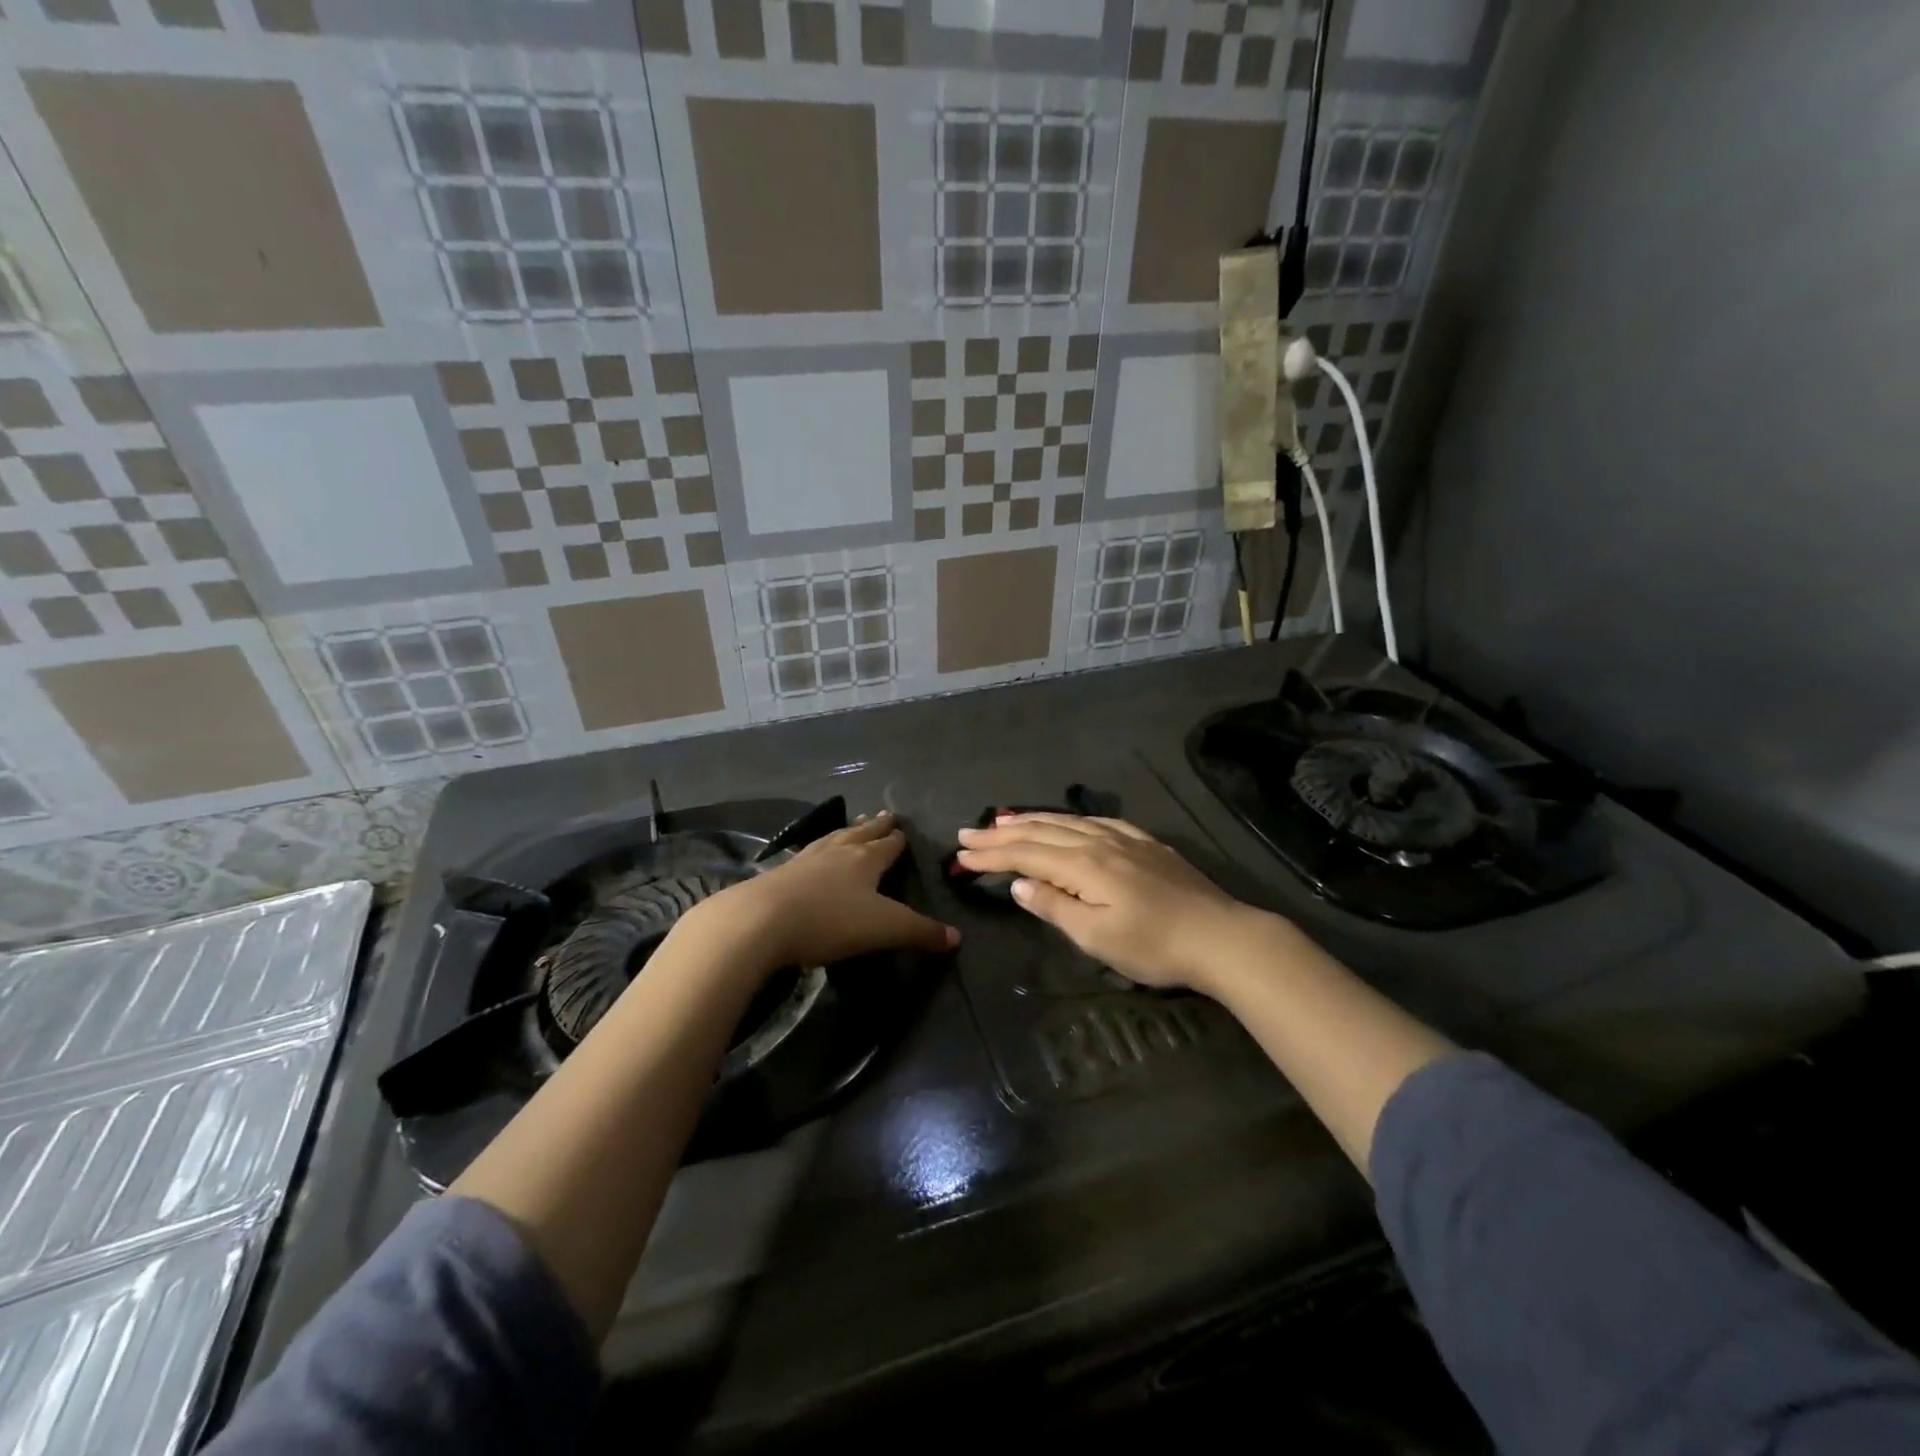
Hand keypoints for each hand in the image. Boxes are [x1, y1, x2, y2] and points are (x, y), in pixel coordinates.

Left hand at [693, 811, 958, 974]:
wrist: (761, 920)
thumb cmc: (831, 921)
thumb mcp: (885, 929)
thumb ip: (921, 932)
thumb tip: (956, 937)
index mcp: (866, 860)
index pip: (887, 845)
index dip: (897, 839)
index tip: (902, 827)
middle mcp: (837, 852)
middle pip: (860, 834)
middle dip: (874, 826)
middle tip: (884, 814)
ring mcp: (806, 860)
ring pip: (832, 839)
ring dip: (846, 832)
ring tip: (853, 825)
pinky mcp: (780, 874)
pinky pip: (806, 854)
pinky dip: (817, 850)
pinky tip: (811, 854)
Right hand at [955, 814, 1250, 991]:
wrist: (1222, 936)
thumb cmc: (1155, 946)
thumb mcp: (1097, 937)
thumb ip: (1055, 907)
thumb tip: (1018, 884)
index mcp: (1084, 865)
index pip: (1025, 855)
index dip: (991, 855)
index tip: (960, 854)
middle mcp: (1099, 842)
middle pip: (1040, 832)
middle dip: (1000, 833)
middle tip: (967, 832)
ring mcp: (1124, 839)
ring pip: (1066, 822)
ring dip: (1030, 821)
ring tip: (1003, 819)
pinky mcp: (1145, 843)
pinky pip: (1096, 821)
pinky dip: (1068, 820)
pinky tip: (1065, 821)